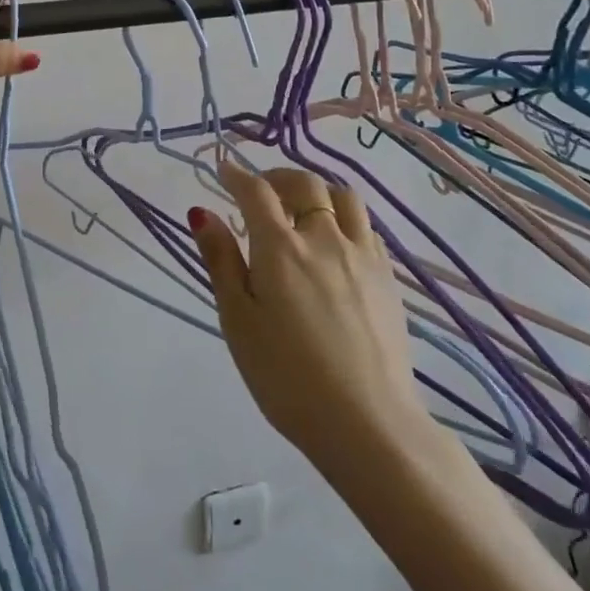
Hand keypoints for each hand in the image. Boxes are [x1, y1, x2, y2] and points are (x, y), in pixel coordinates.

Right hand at [191, 166, 431, 478]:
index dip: (237, 175)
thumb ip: (221, 261)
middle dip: (277, 177)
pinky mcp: (388, 277)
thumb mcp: (238, 321)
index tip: (224, 168)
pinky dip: (345, 217)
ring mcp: (362, 255)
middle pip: (304, 184)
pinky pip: (367, 226)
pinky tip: (336, 239)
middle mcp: (324, 237)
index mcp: (280, 247)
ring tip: (303, 206)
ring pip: (343, 197)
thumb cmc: (286, 376)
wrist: (368, 422)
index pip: (256, 191)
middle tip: (261, 189)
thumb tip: (201, 212)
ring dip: (317, 190)